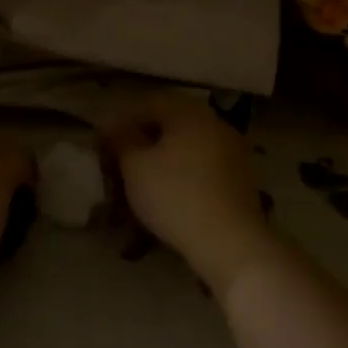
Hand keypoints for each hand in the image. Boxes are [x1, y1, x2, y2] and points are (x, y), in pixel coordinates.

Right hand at [99, 96, 273, 291]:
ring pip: (188, 148)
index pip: (149, 103)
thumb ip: (120, 139)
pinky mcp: (242, 181)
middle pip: (171, 125)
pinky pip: (204, 168)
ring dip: (164, 160)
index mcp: (189, 112)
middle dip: (144, 141)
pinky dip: (184, 176)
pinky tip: (170, 197)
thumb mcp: (135, 166)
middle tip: (122, 163)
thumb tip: (112, 125)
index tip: (106, 142)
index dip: (123, 120)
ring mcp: (233, 152)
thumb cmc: (175, 196)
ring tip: (143, 184)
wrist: (231, 244)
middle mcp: (215, 124)